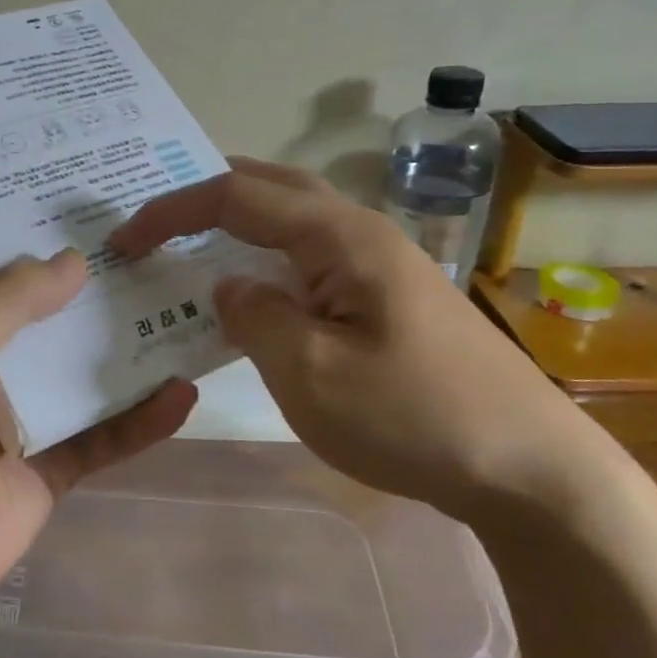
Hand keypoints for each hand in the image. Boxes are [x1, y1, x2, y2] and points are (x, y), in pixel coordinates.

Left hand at [0, 251, 199, 626]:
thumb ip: (11, 296)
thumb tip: (76, 259)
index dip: (7, 221)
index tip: (60, 189)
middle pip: (34, 308)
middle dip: (80, 277)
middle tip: (141, 235)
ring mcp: (12, 415)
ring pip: (75, 368)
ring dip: (120, 343)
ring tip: (177, 298)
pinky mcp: (45, 466)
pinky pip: (101, 434)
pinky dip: (140, 418)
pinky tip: (184, 393)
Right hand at [109, 158, 598, 520]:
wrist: (531, 470)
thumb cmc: (414, 418)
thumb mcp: (310, 373)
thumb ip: (253, 316)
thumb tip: (228, 287)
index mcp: (340, 237)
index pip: (237, 197)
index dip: (172, 211)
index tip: (125, 241)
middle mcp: (362, 234)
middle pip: (271, 187)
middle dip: (206, 196)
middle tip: (156, 217)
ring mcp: (382, 265)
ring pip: (294, 220)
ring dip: (239, 222)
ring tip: (193, 241)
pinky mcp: (390, 298)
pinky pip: (312, 258)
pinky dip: (267, 258)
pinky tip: (255, 291)